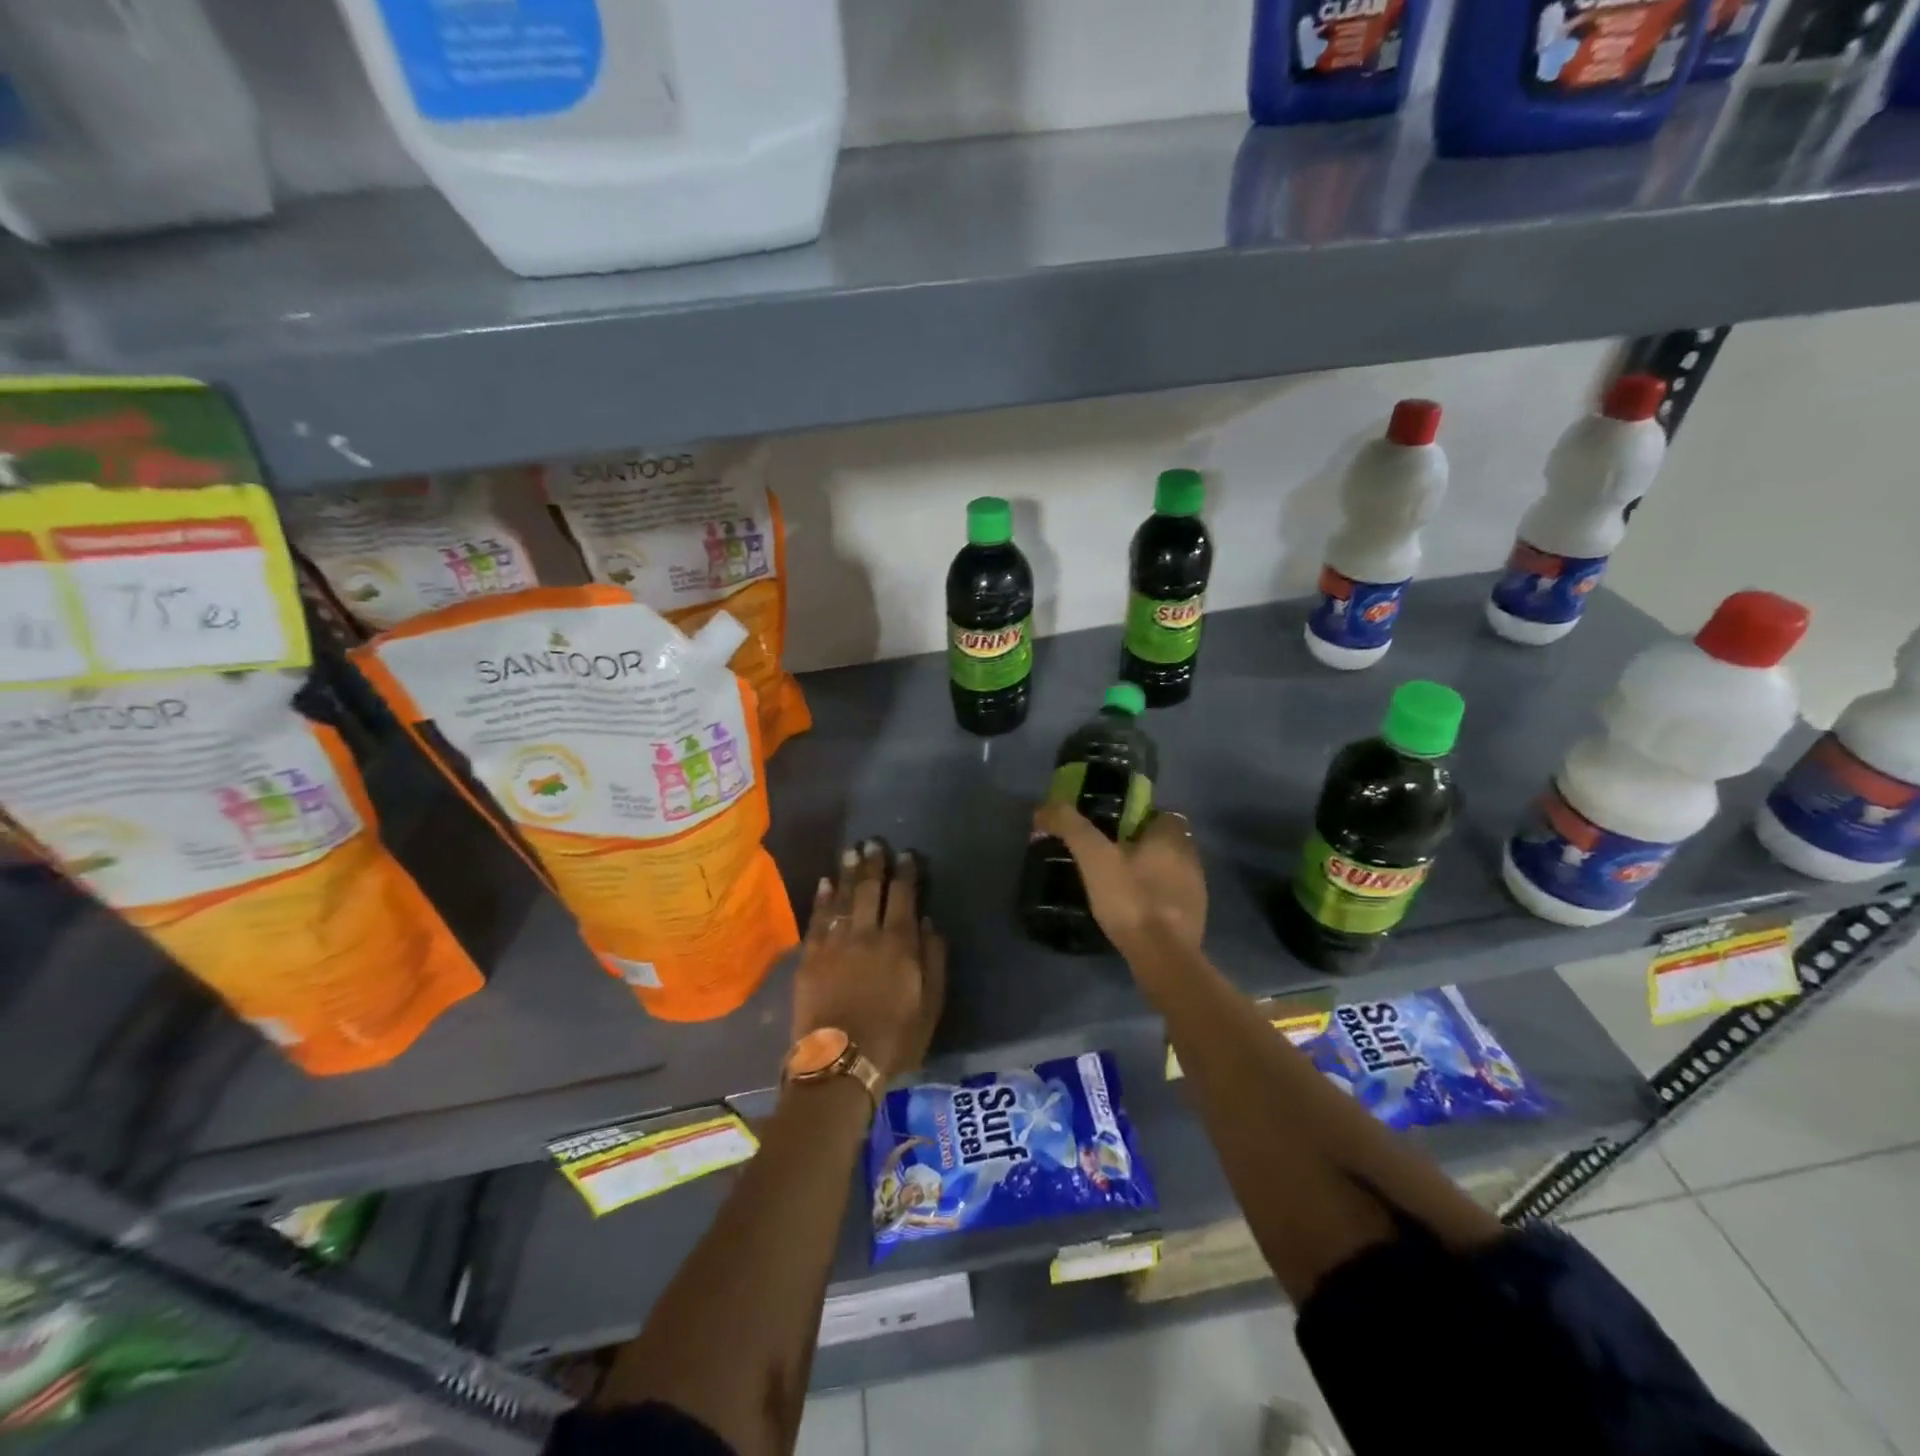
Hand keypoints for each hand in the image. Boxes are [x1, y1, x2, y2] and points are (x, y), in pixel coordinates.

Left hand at [792, 840, 946, 1081]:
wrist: (839, 1063)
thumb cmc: (894, 1038)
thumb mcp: (931, 1004)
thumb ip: (933, 959)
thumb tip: (928, 921)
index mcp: (899, 943)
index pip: (903, 896)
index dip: (906, 873)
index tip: (907, 855)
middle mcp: (866, 934)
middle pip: (870, 889)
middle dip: (874, 864)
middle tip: (874, 843)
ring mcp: (834, 942)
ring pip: (842, 897)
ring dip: (847, 872)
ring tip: (851, 851)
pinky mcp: (810, 956)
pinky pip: (817, 918)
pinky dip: (821, 898)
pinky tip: (824, 882)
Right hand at [1032, 803, 1206, 953]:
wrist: (1163, 956)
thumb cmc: (1131, 898)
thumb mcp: (1094, 857)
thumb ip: (1071, 827)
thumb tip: (1044, 808)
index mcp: (1172, 837)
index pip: (1161, 814)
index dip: (1138, 818)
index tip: (1111, 830)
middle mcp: (1192, 858)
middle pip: (1166, 843)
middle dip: (1142, 846)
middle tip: (1109, 857)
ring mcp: (1197, 891)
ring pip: (1171, 871)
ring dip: (1150, 874)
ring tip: (1118, 885)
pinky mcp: (1195, 920)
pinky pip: (1172, 899)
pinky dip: (1155, 900)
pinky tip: (1133, 912)